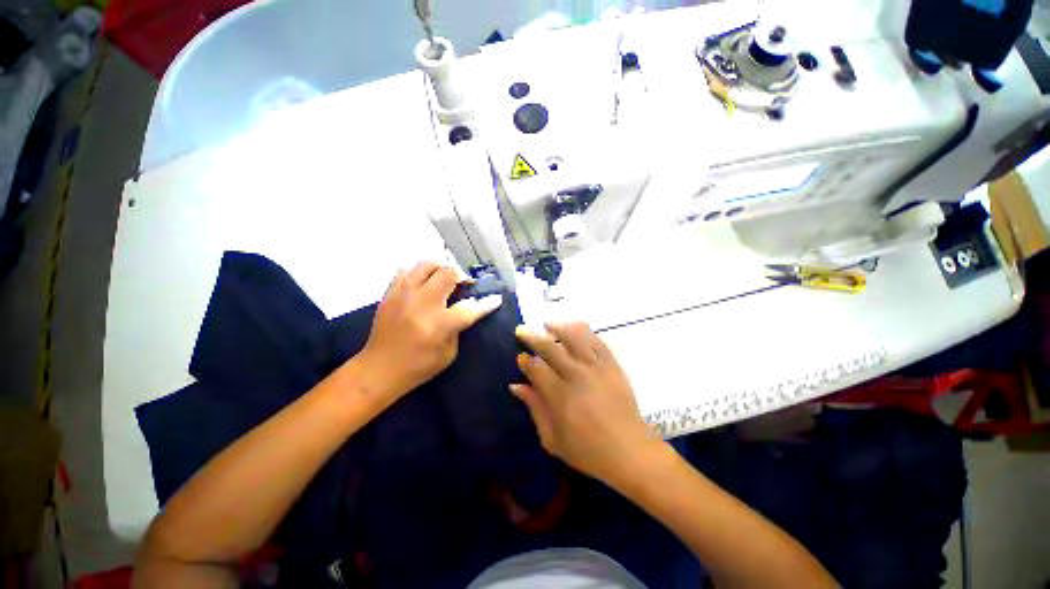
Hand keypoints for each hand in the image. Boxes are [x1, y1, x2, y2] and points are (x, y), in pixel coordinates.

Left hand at [355, 262, 501, 406]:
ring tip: (445, 279)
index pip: (470, 308)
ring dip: (441, 269)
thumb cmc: (418, 366)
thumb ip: (460, 327)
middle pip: (448, 274)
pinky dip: (420, 272)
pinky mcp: (390, 293)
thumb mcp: (448, 353)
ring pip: (427, 265)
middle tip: (465, 285)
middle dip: (462, 276)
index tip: (496, 298)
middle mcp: (422, 303)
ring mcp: (404, 295)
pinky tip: (424, 282)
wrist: (378, 369)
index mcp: (439, 324)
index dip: (487, 303)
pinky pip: (407, 270)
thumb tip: (468, 305)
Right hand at [512, 322, 663, 486]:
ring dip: (557, 327)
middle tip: (522, 330)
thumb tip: (516, 386)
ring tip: (547, 324)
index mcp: (559, 395)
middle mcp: (576, 375)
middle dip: (532, 337)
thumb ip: (534, 408)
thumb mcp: (552, 439)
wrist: (629, 450)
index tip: (520, 357)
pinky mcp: (612, 365)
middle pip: (550, 348)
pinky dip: (584, 331)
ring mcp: (596, 367)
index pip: (536, 368)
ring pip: (573, 337)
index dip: (525, 360)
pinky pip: (597, 341)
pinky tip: (575, 328)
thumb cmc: (588, 450)